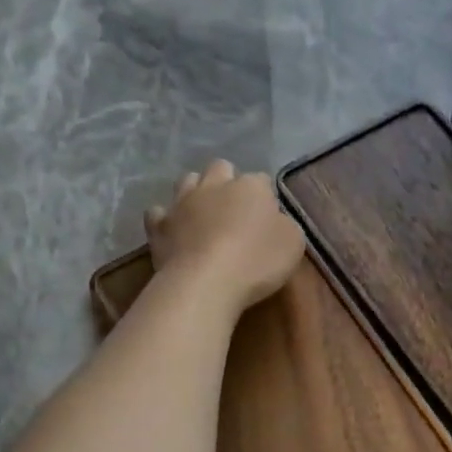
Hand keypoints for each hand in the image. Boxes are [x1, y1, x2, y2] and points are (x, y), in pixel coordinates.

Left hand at [145, 160, 303, 314]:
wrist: (206, 283)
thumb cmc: (257, 261)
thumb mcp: (292, 244)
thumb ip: (284, 225)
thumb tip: (274, 219)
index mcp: (251, 187)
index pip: (262, 180)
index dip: (265, 196)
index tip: (268, 217)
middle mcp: (214, 185)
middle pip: (220, 168)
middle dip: (227, 181)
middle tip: (235, 209)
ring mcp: (182, 202)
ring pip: (187, 180)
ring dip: (196, 191)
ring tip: (203, 214)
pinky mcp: (158, 225)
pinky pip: (158, 212)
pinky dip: (166, 218)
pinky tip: (174, 231)